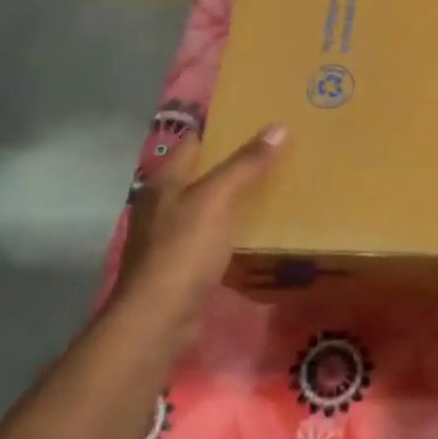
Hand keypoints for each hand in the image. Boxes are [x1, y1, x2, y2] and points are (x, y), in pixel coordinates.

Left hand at [106, 124, 285, 334]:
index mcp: (167, 181)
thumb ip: (246, 164)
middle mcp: (164, 203)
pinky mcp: (183, 263)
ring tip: (276, 188)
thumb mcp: (218, 200)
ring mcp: (171, 235)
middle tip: (279, 153)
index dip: (225, 129)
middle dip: (236, 163)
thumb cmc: (184, 250)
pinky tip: (258, 231)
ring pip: (210, 205)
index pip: (196, 141)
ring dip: (237, 198)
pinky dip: (234, 228)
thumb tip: (278, 127)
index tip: (260, 121)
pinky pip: (213, 235)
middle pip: (204, 173)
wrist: (159, 317)